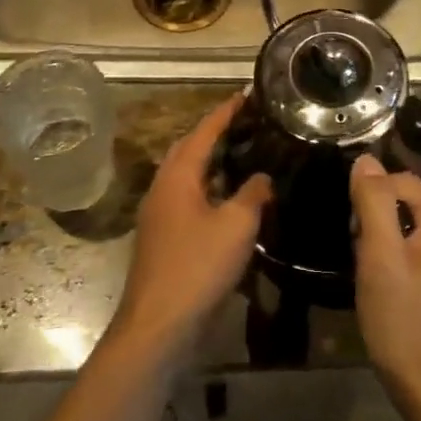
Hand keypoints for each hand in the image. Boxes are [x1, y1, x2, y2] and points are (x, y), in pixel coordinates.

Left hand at [112, 94, 270, 361]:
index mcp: (177, 177)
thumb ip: (253, 194)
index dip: (226, 112)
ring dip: (210, 161)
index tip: (246, 94)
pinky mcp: (163, 239)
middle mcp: (162, 188)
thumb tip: (262, 177)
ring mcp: (159, 215)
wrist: (159, 325)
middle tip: (246, 123)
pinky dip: (208, 188)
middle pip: (188, 149)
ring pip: (186, 176)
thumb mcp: (237, 225)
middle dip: (213, 132)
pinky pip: (187, 198)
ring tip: (242, 154)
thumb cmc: (198, 266)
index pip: (203, 132)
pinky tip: (230, 199)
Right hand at [350, 155, 420, 418]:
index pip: (402, 182)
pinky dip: (410, 260)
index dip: (370, 199)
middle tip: (361, 258)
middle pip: (412, 205)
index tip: (352, 232)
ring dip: (393, 242)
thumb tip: (366, 159)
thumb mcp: (380, 258)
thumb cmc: (404, 322)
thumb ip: (373, 203)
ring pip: (420, 230)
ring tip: (375, 276)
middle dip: (381, 222)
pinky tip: (396, 290)